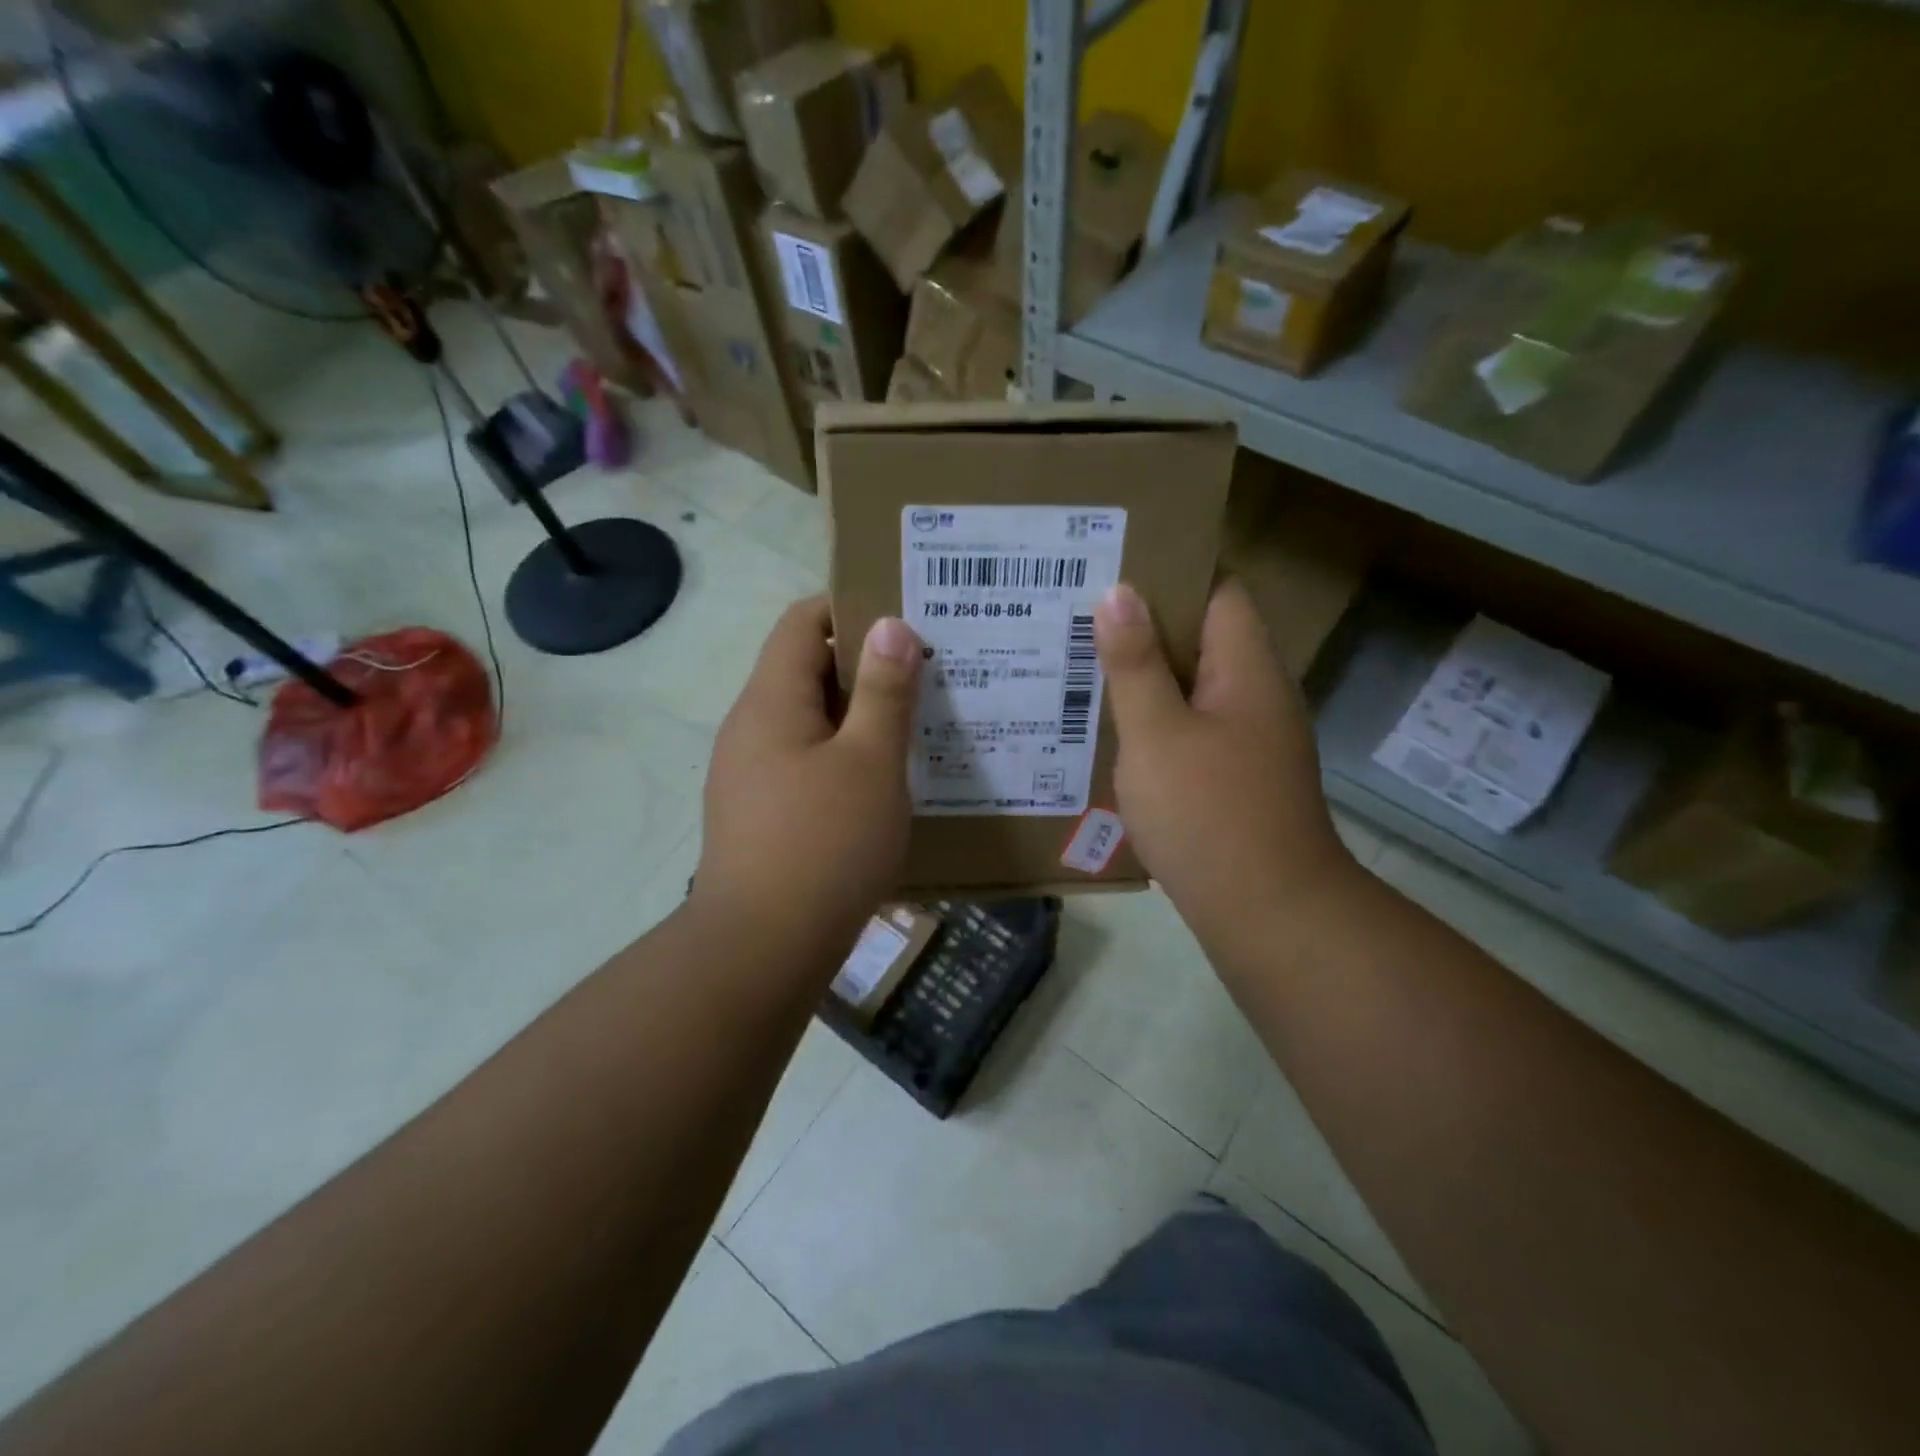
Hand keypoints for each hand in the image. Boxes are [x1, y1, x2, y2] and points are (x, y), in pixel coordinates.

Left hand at [692, 596, 921, 956]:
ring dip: (858, 717)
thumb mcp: (870, 762)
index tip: (905, 621)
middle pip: (806, 670)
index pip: (802, 621)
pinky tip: (882, 783)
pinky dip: (843, 758)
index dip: (851, 608)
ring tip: (915, 727)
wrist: (762, 950)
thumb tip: (890, 626)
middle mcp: (750, 727)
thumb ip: (884, 691)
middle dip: (865, 667)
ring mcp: (749, 774)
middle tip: (927, 675)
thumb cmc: (824, 845)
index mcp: (770, 701)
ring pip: (809, 722)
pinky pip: (805, 763)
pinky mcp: (759, 814)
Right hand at [1094, 579, 1355, 940]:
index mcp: (1246, 668)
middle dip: (1143, 625)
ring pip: (1191, 687)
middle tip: (1077, 617)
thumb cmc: (1209, 815)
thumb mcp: (1156, 734)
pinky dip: (1155, 721)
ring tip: (1081, 666)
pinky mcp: (1236, 776)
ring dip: (1145, 676)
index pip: (1218, 590)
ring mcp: (1249, 739)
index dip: (1170, 572)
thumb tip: (1118, 591)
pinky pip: (1191, 728)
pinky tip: (1111, 731)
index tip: (1110, 569)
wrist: (1268, 914)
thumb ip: (1134, 663)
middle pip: (1201, 637)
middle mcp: (1256, 694)